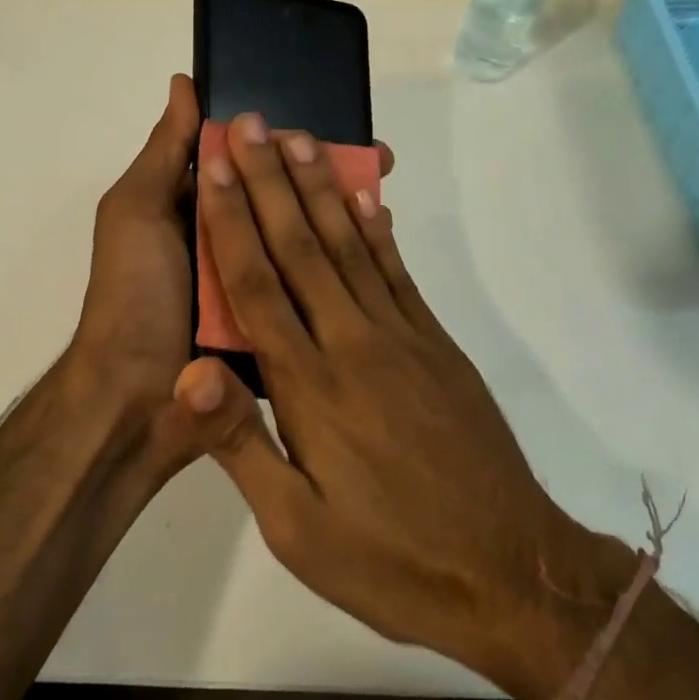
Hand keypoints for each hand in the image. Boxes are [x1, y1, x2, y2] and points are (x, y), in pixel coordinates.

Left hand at [69, 82, 397, 450]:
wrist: (136, 398)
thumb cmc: (134, 290)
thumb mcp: (136, 211)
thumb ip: (165, 152)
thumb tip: (186, 83)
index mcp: (199, 211)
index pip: (252, 163)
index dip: (289, 143)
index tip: (335, 124)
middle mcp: (230, 241)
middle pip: (285, 198)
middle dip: (329, 176)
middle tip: (381, 161)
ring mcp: (255, 284)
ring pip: (304, 241)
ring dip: (343, 218)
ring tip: (387, 197)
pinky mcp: (277, 323)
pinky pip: (311, 289)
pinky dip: (340, 268)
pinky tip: (378, 248)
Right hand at [172, 112, 633, 699]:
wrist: (509, 575)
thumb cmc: (388, 560)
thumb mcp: (295, 529)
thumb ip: (241, 442)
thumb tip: (188, 371)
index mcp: (309, 387)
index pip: (256, 285)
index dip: (230, 219)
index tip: (212, 165)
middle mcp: (353, 344)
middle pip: (301, 247)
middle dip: (269, 180)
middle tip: (250, 124)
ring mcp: (402, 339)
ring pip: (350, 247)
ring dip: (320, 188)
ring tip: (299, 140)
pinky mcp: (437, 347)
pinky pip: (398, 274)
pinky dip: (377, 229)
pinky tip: (366, 197)